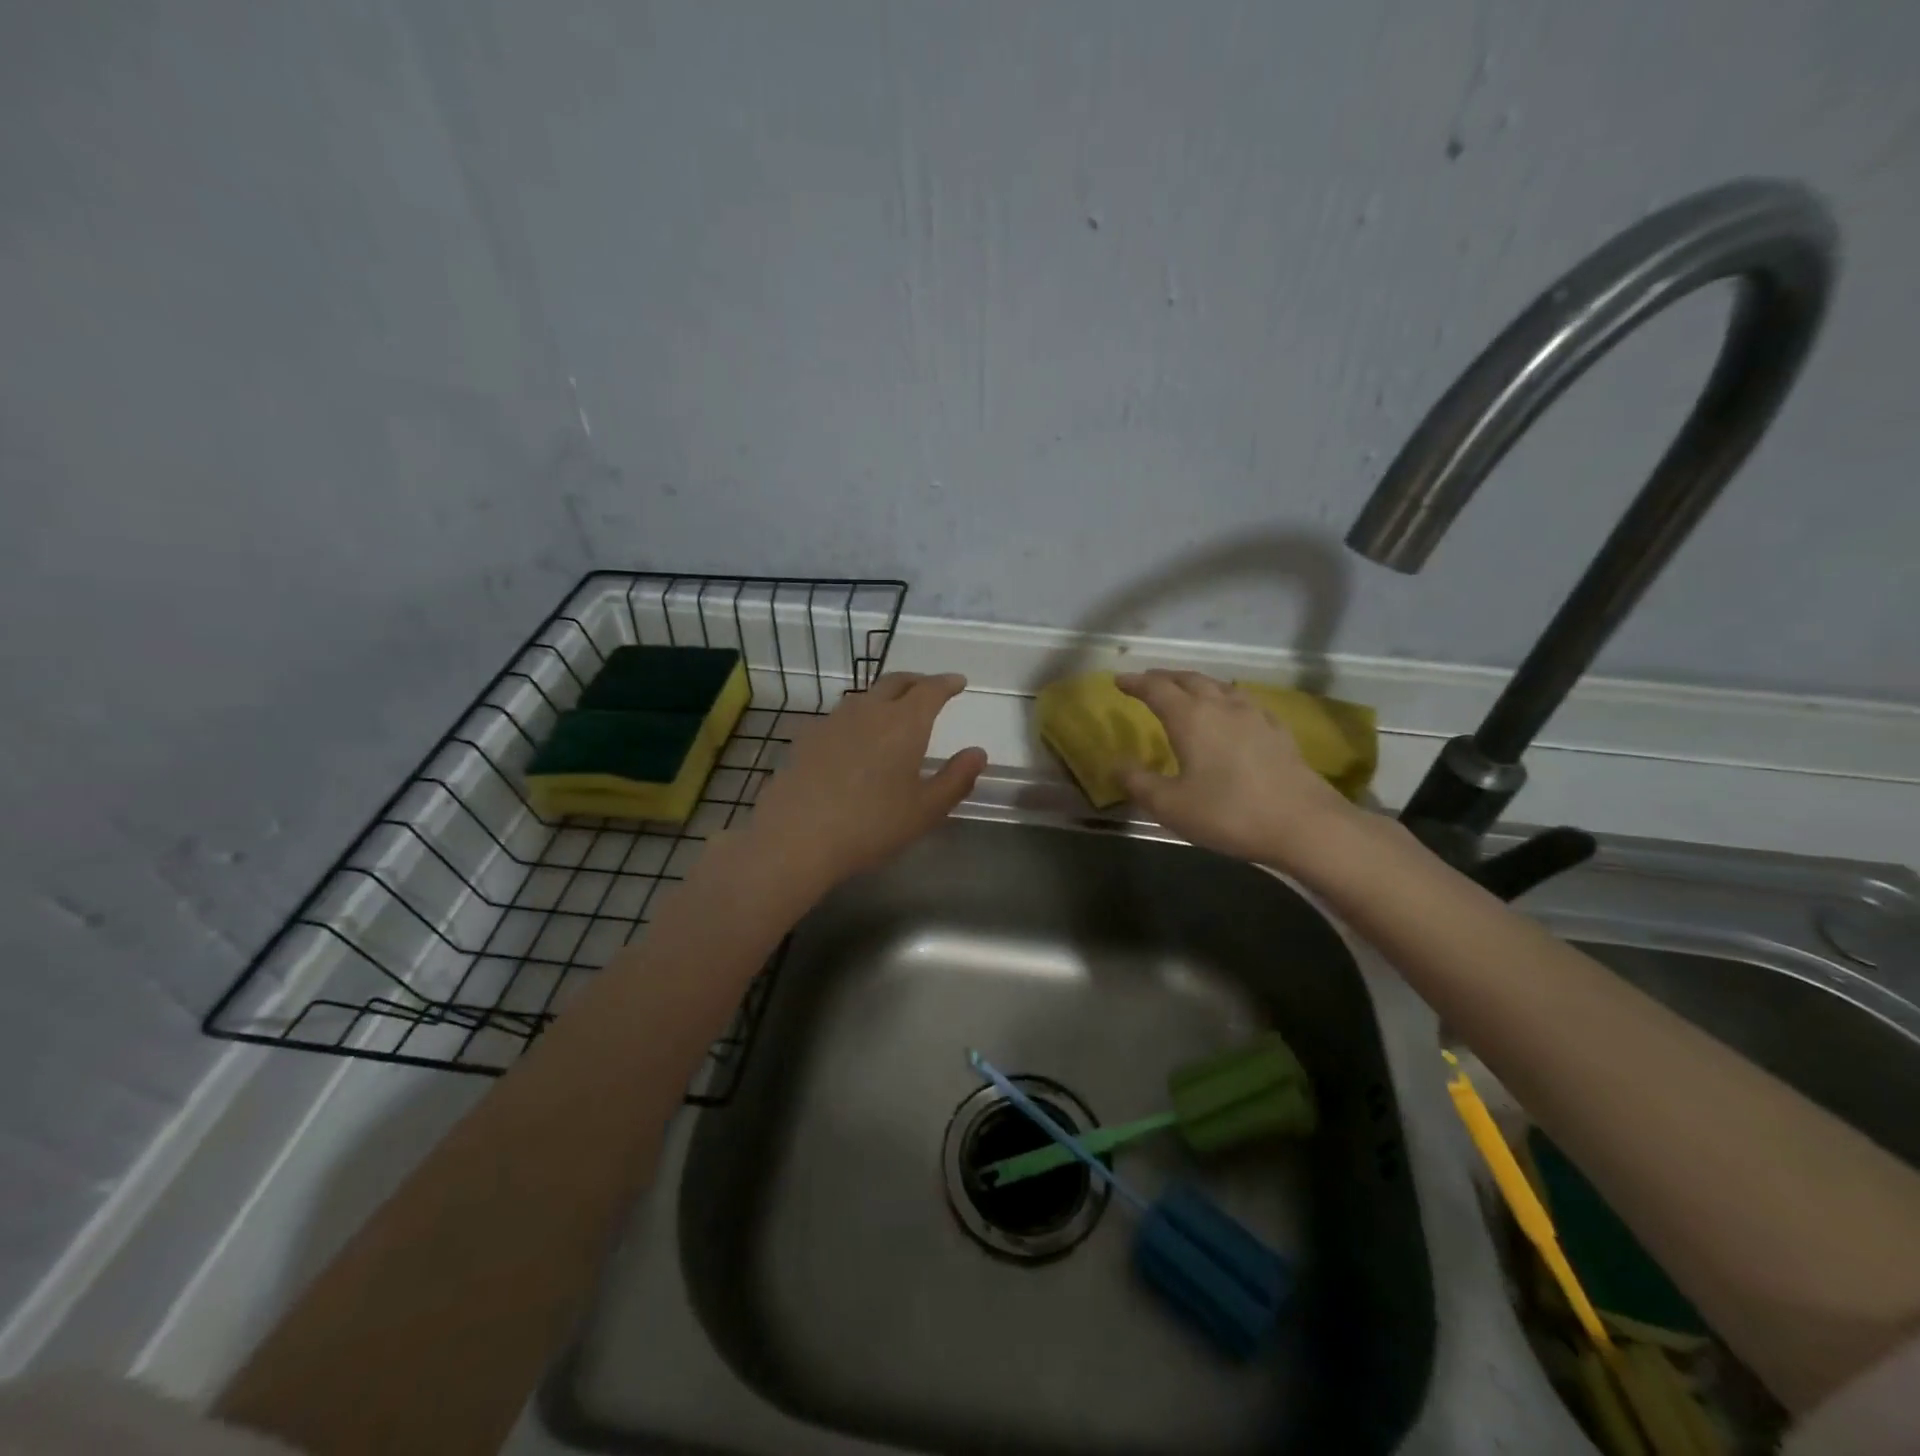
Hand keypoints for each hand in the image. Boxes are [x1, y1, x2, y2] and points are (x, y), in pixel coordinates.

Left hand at [747, 672, 986, 889]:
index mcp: (904, 723)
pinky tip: (855, 740)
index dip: (946, 683)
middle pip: (895, 682)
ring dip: (885, 698)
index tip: (958, 683)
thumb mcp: (926, 810)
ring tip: (894, 714)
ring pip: (866, 697)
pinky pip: (841, 717)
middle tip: (929, 689)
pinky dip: (858, 719)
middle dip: (917, 682)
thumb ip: (956, 778)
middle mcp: (869, 711)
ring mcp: (833, 721)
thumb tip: (977, 753)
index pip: (930, 689)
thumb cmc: (871, 825)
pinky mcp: (807, 738)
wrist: (796, 837)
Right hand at [1116, 669, 1357, 871]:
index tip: (1119, 680)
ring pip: (1218, 686)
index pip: (1156, 689)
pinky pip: (1243, 701)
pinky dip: (1225, 698)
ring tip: (1185, 691)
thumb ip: (1139, 783)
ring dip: (1196, 684)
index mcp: (1190, 718)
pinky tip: (1231, 712)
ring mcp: (1254, 715)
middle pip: (1188, 679)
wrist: (1304, 824)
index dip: (1135, 683)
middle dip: (1164, 678)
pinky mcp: (1277, 730)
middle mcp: (1221, 706)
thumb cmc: (1228, 813)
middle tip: (1147, 681)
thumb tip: (1116, 765)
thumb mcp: (1170, 806)